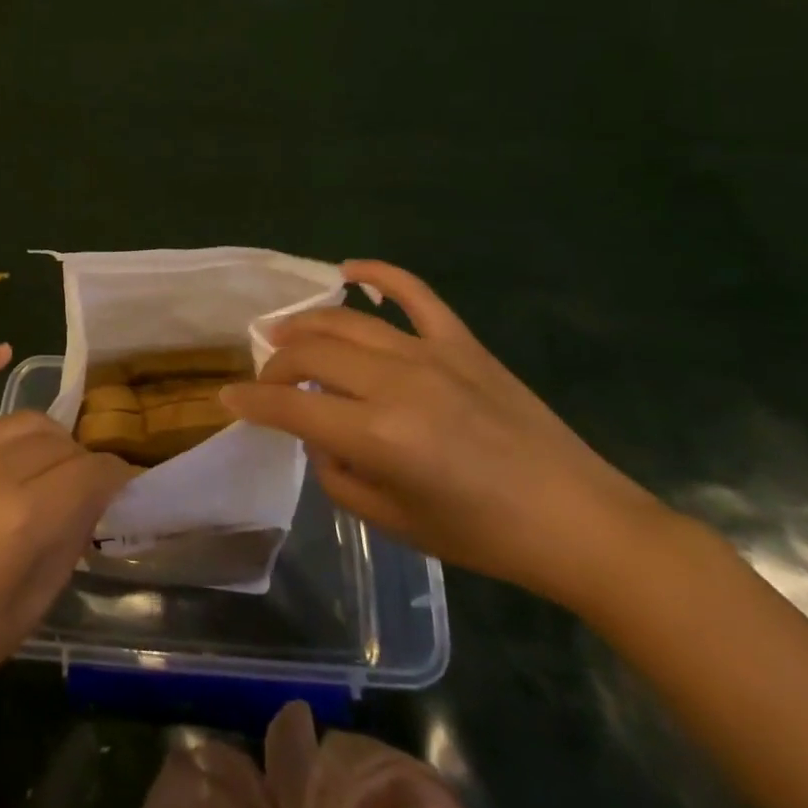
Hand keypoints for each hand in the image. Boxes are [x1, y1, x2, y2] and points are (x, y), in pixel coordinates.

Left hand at [0, 345, 134, 736]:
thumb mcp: (28, 611)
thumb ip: (67, 545)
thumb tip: (92, 503)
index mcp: (23, 518)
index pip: (91, 473)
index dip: (117, 477)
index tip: (125, 487)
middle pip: (59, 443)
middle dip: (82, 462)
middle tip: (84, 493)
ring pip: (20, 421)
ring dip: (48, 438)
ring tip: (53, 465)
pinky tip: (3, 351)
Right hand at [221, 260, 665, 610]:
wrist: (580, 522)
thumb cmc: (485, 536)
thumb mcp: (396, 523)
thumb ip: (340, 477)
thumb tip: (322, 439)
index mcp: (378, 434)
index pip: (291, 406)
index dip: (252, 402)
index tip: (227, 399)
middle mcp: (396, 382)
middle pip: (312, 353)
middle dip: (276, 363)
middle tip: (266, 379)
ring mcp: (430, 354)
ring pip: (348, 323)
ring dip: (307, 324)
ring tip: (284, 331)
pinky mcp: (462, 343)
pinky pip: (414, 294)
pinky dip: (380, 274)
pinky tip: (351, 271)